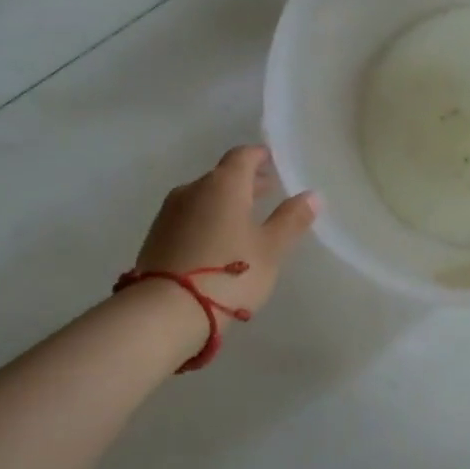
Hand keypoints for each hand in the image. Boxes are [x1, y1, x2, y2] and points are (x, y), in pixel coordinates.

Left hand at [135, 146, 318, 321]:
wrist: (165, 312)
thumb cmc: (229, 274)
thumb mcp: (271, 249)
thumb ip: (291, 219)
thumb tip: (312, 195)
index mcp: (224, 184)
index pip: (243, 156)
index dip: (260, 156)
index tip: (274, 161)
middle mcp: (193, 189)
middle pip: (222, 176)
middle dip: (246, 181)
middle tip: (268, 191)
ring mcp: (170, 213)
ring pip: (204, 197)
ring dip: (226, 202)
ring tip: (245, 219)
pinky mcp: (156, 237)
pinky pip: (189, 217)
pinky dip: (207, 219)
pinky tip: (218, 240)